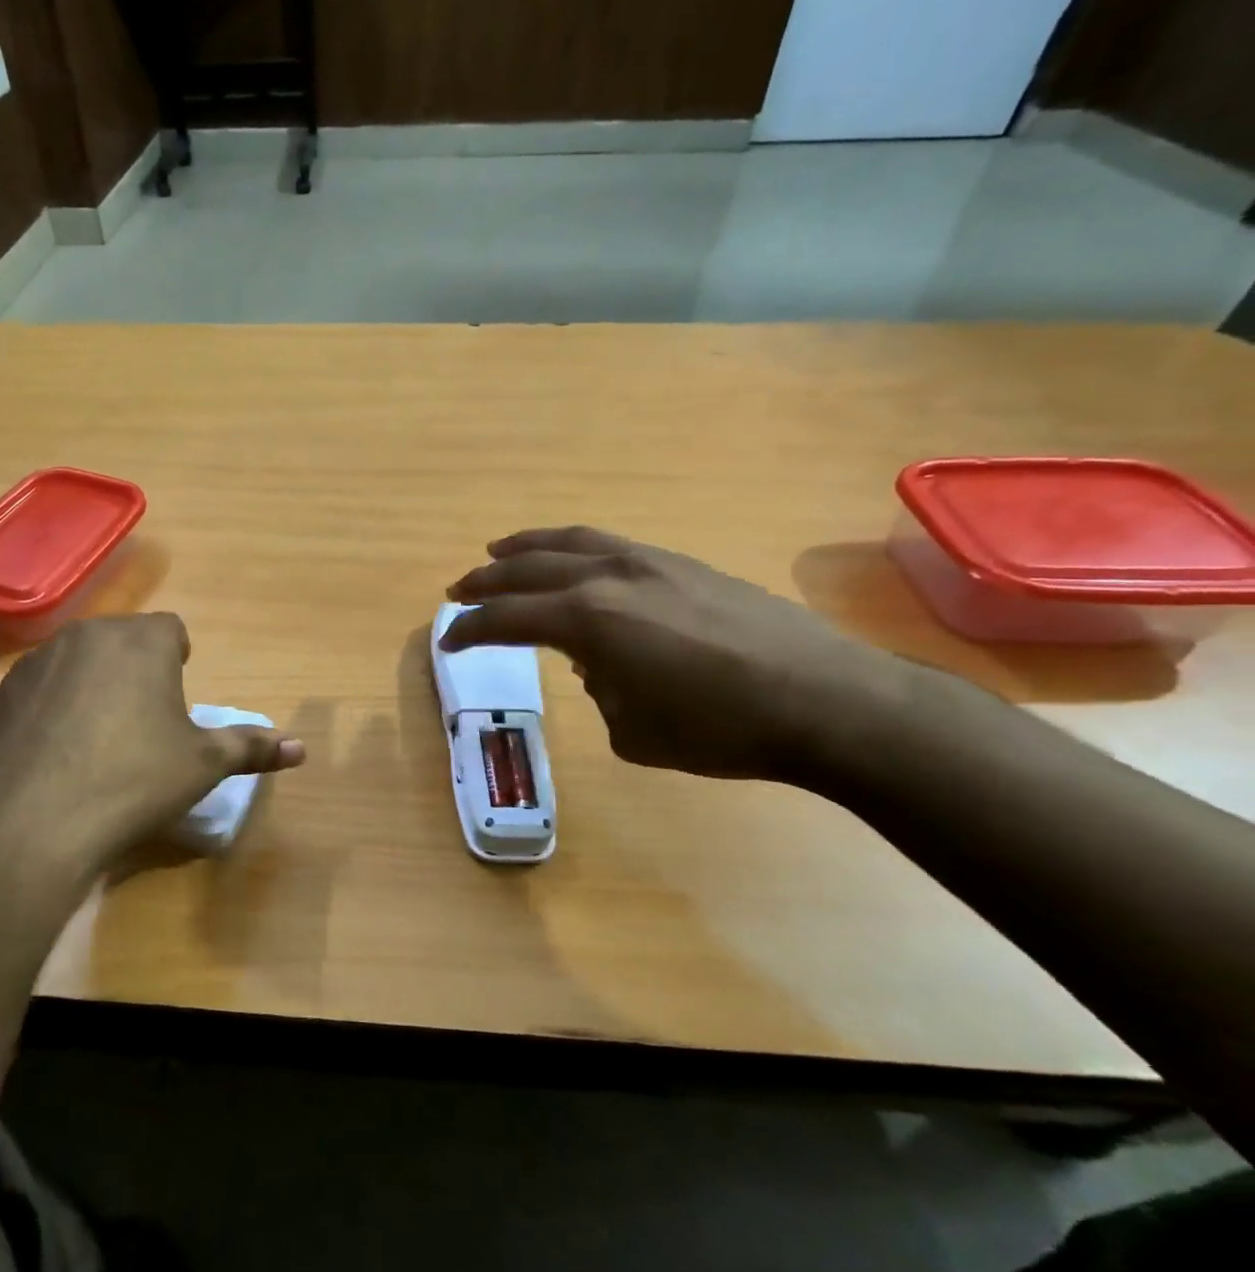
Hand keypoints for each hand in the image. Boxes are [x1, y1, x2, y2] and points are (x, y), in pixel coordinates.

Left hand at [0, 614, 303, 894]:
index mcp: (142, 642)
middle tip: (144, 723)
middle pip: (123, 641)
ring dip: (94, 685)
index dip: (180, 660)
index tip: (177, 699)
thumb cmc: (133, 782)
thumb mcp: (202, 766)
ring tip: (98, 741)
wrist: (28, 824)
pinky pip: (41, 689)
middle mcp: (88, 636)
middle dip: (138, 670)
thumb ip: (252, 747)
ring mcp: (37, 662)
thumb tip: (301, 748)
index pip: (171, 630)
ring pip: (79, 661)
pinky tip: (56, 756)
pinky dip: (54, 708)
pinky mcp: (0, 695)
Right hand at [442, 528, 902, 780]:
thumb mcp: (633, 730)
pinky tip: (575, 561)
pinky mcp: (683, 563)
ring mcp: (649, 562)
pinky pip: (609, 544)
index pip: (507, 618)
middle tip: (459, 592)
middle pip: (528, 569)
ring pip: (569, 541)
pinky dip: (575, 548)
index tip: (447, 638)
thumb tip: (598, 664)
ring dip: (527, 548)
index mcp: (586, 619)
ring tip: (500, 551)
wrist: (825, 700)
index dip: (470, 629)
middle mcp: (608, 577)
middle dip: (486, 582)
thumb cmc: (718, 729)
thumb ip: (599, 689)